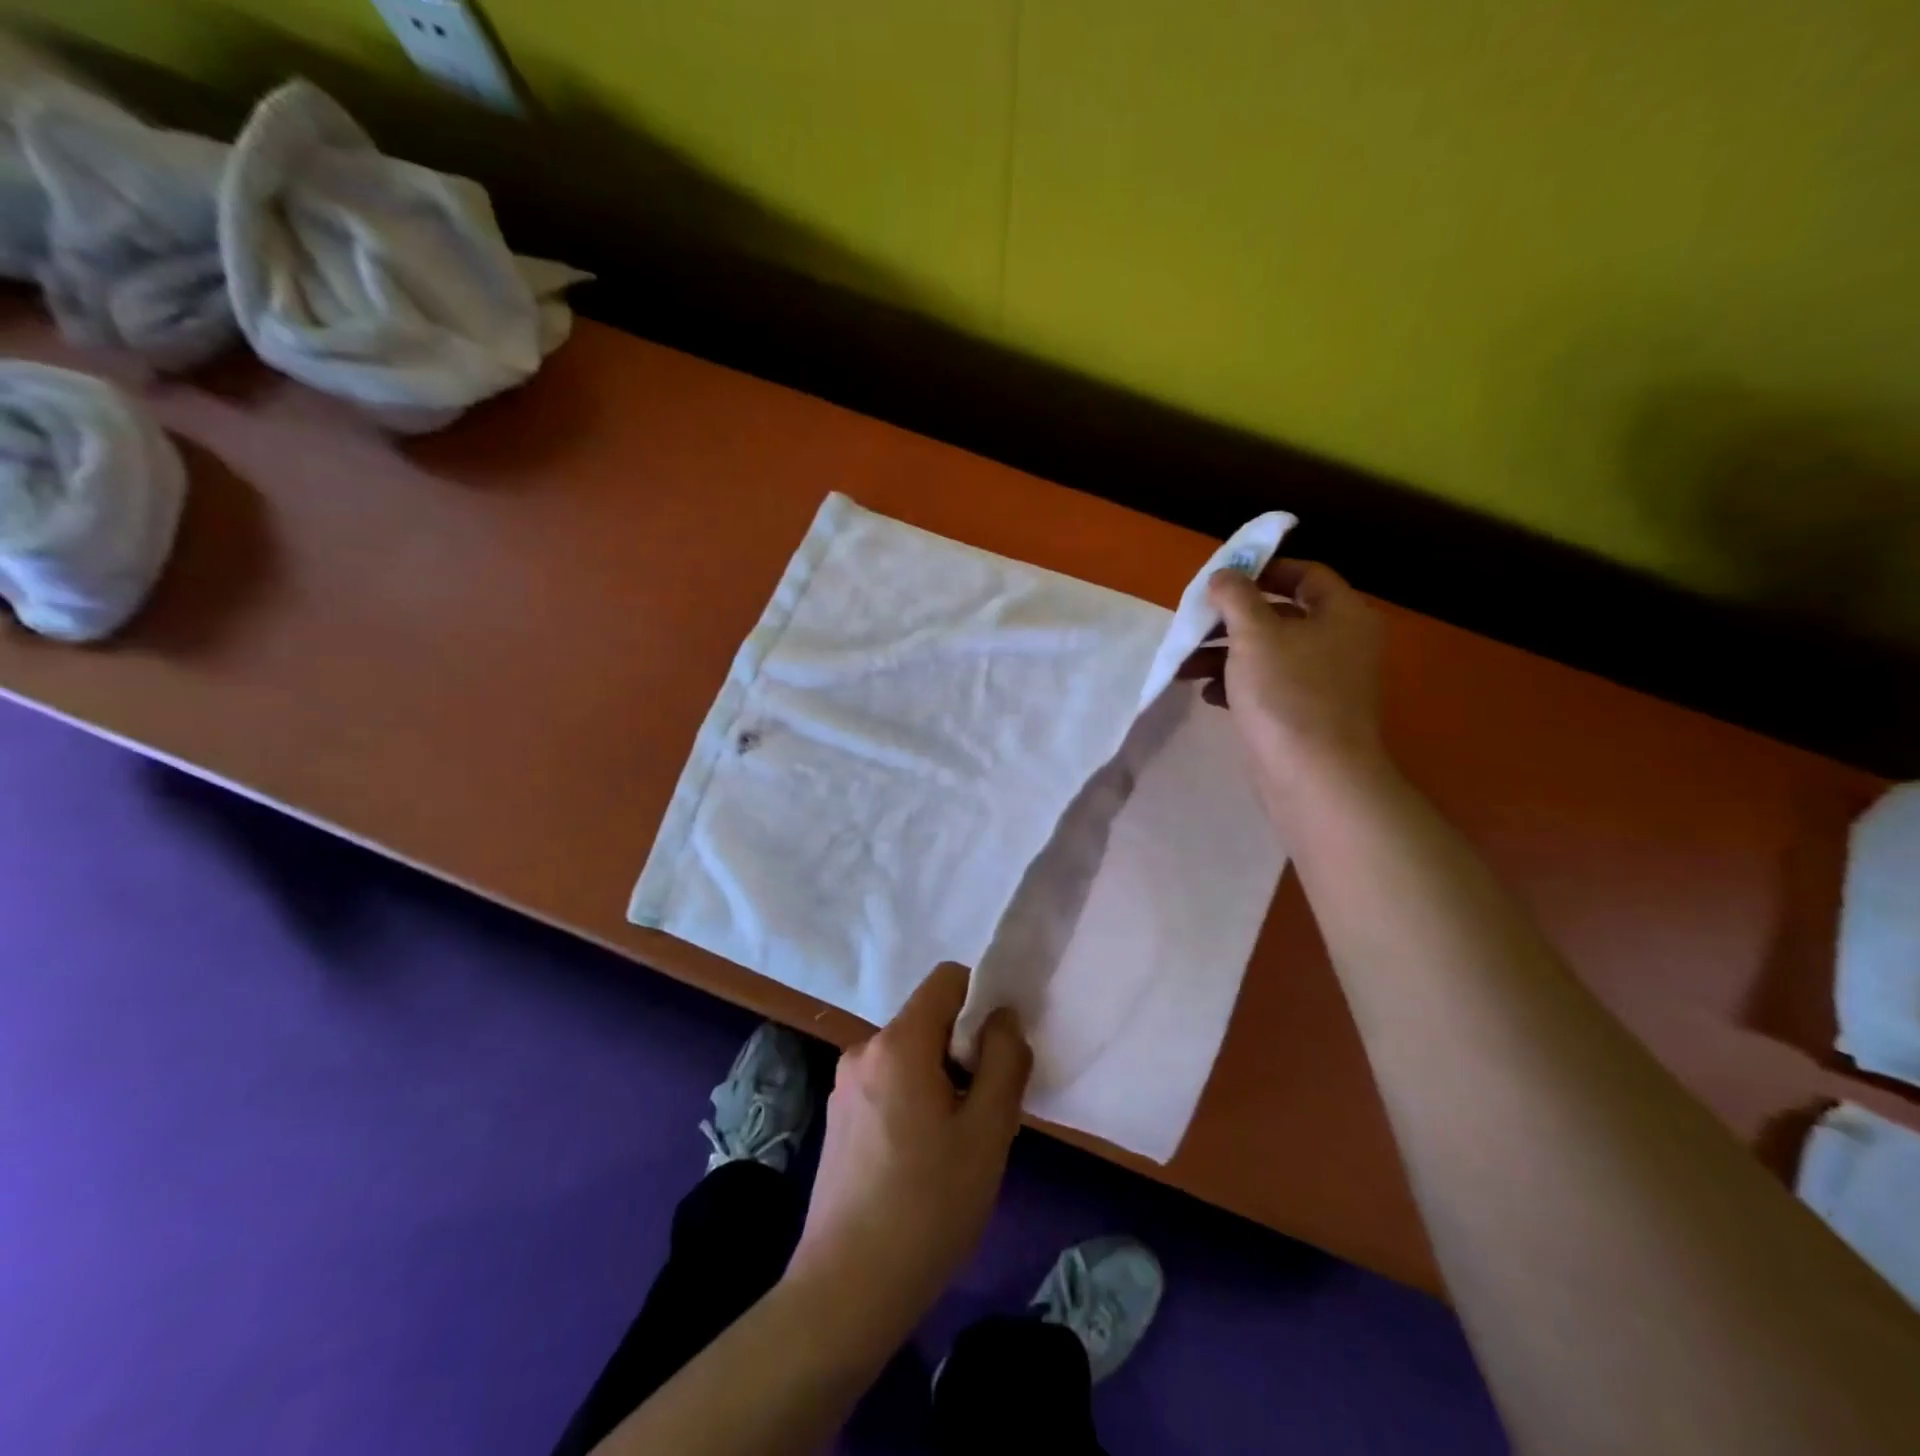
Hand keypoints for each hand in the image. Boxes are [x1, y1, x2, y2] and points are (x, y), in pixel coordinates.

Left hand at [788, 964, 1031, 1338]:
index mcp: (898, 1042)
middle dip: (963, 1050)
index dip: (981, 1000)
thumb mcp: (988, 1133)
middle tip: (983, 1112)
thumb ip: (1005, 1060)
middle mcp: (864, 1049)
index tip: (998, 1052)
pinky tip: (920, 1162)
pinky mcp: (837, 1118)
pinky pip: (887, 1084)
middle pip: (928, 1020)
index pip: (947, 979)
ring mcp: (844, 1085)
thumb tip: (1002, 1017)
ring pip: (909, 1056)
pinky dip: (913, 1101)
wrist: (846, 1291)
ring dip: (940, 1080)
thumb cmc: (928, 1206)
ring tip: (954, 1145)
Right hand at [1180, 558, 1386, 798]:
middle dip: (1231, 621)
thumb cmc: (1287, 694)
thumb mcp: (1254, 634)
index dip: (1264, 570)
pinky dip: (1237, 685)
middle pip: (1280, 615)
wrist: (1314, 778)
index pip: (1305, 574)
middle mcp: (1340, 643)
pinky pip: (1268, 687)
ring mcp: (1324, 682)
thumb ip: (1235, 597)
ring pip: (1268, 654)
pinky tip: (1207, 695)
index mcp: (1342, 615)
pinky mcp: (1305, 715)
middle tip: (1194, 626)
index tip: (1222, 579)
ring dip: (1224, 655)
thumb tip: (1224, 574)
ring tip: (1185, 666)